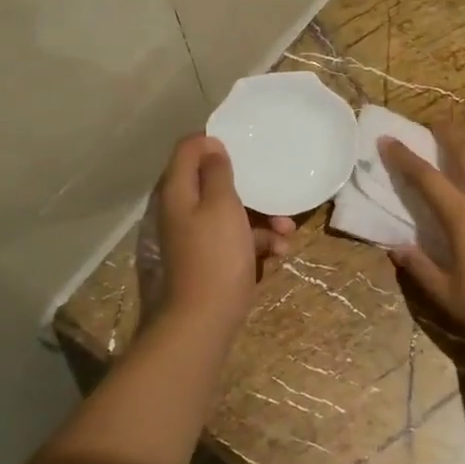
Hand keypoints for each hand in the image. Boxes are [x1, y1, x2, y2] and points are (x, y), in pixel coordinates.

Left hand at [153, 134, 292, 336]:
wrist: (203, 321)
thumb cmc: (216, 256)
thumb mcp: (222, 205)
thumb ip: (217, 172)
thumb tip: (210, 144)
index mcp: (178, 192)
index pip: (188, 150)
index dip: (213, 142)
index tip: (246, 146)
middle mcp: (182, 211)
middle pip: (216, 186)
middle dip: (253, 192)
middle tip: (277, 198)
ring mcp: (195, 238)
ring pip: (232, 217)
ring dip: (263, 224)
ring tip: (286, 237)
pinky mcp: (209, 262)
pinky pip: (235, 243)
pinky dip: (256, 248)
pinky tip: (277, 259)